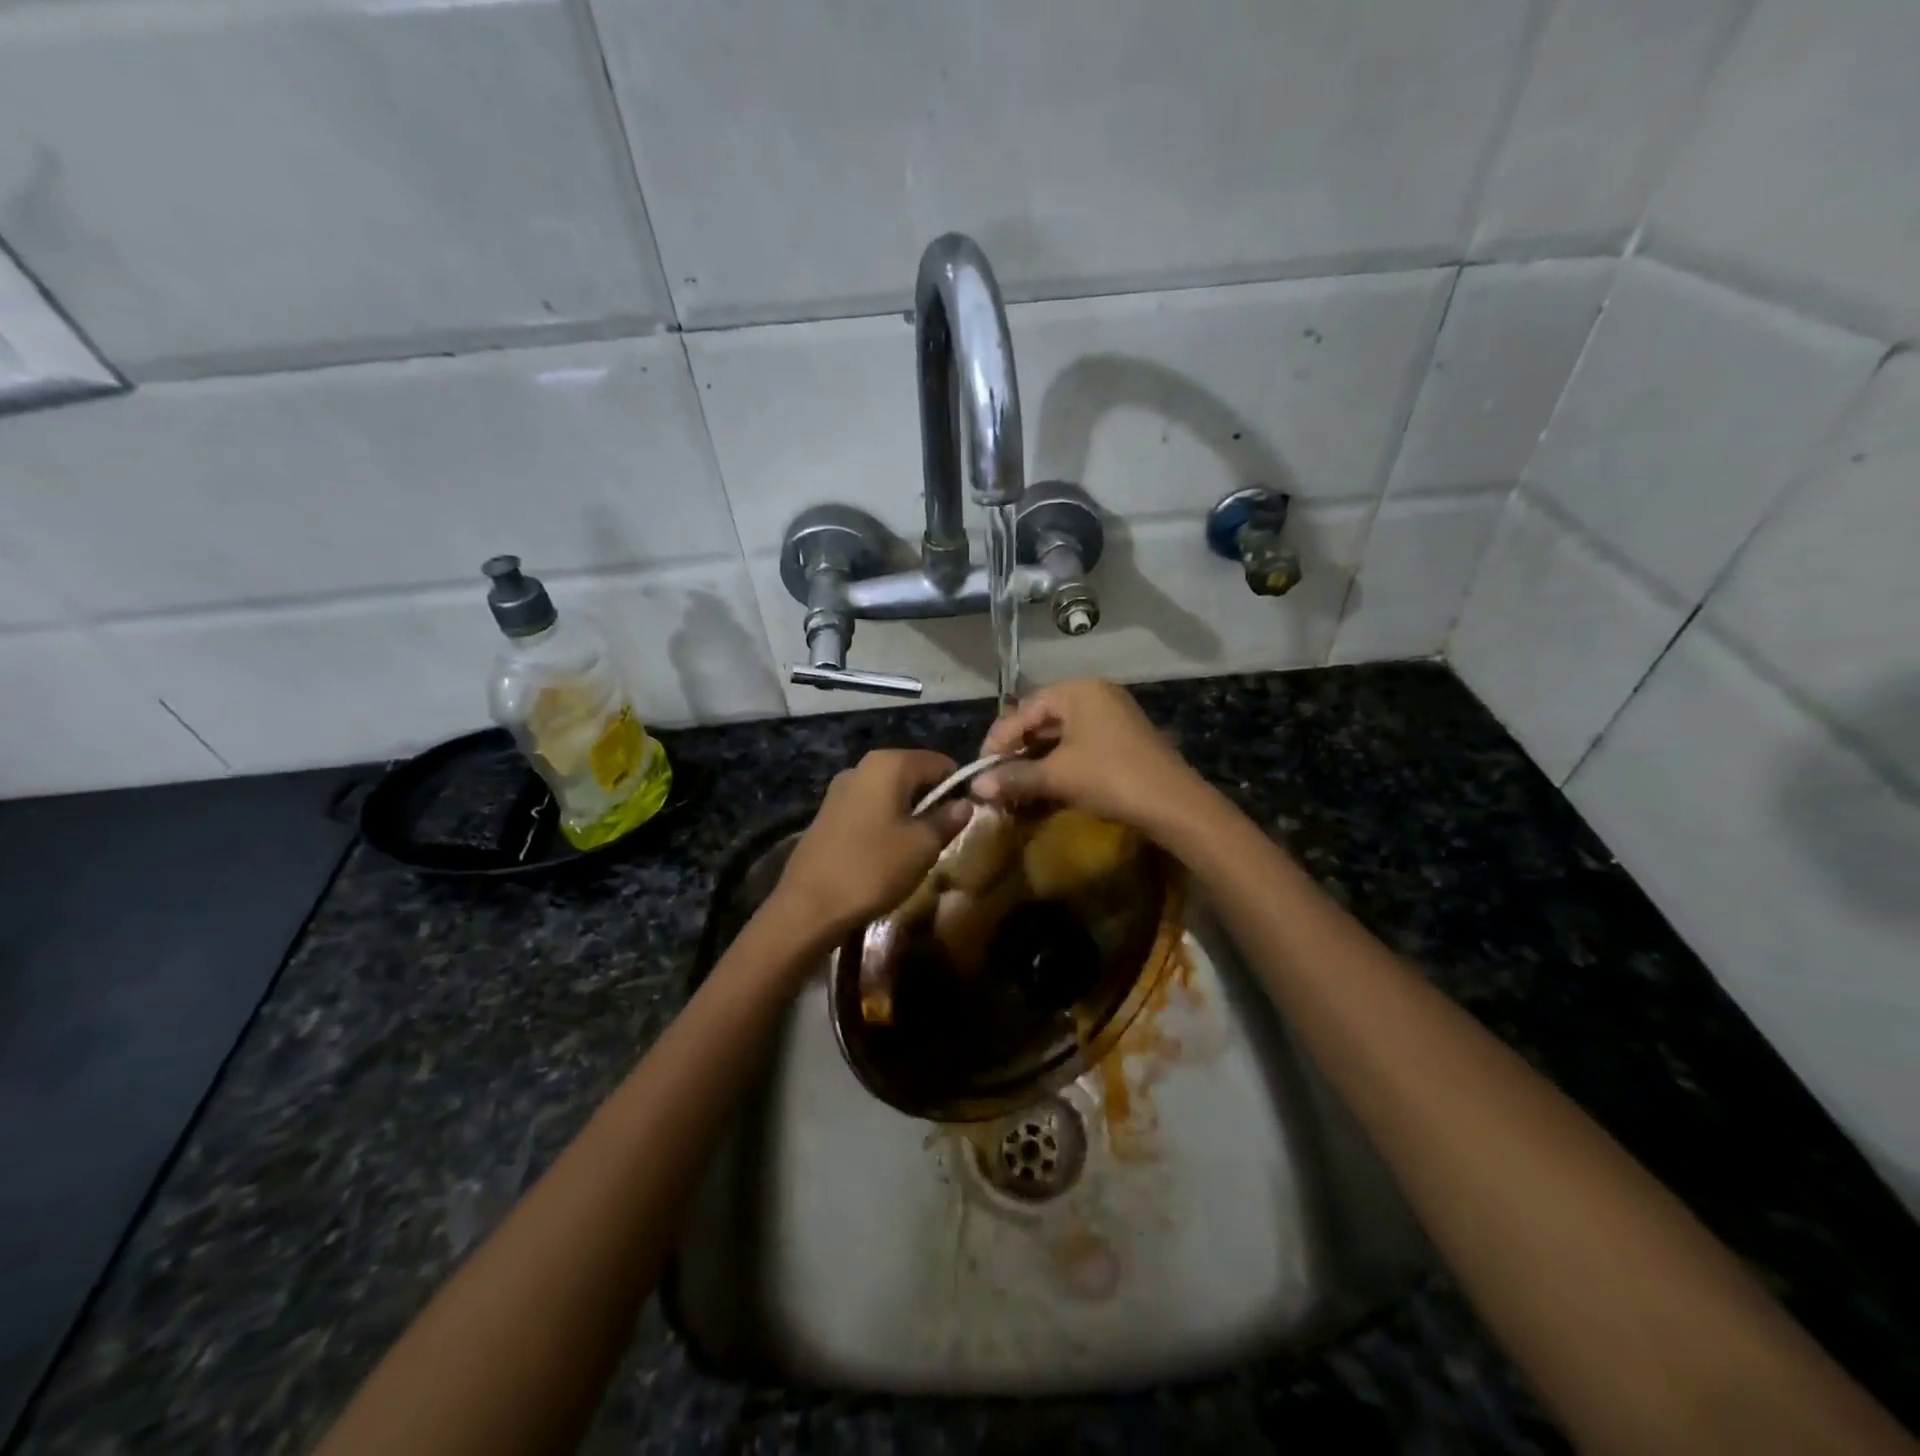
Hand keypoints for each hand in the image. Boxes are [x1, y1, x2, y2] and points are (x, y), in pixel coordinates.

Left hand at [771, 749, 972, 941]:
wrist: (809, 906)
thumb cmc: (874, 868)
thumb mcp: (923, 846)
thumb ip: (948, 819)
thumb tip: (965, 803)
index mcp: (889, 764)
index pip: (940, 762)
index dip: (958, 786)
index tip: (967, 815)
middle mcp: (862, 766)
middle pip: (912, 774)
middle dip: (932, 799)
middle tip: (943, 834)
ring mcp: (840, 789)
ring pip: (889, 792)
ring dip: (908, 813)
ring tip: (916, 847)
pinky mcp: (826, 813)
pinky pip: (868, 808)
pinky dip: (884, 822)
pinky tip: (886, 852)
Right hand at [975, 679, 1210, 837]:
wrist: (1174, 805)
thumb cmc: (1110, 777)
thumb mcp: (1057, 776)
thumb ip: (1014, 777)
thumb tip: (975, 788)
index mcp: (1077, 691)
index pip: (1023, 710)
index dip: (998, 740)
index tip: (980, 769)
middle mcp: (1094, 695)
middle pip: (1041, 720)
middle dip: (1016, 752)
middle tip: (995, 778)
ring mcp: (1112, 717)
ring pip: (1060, 736)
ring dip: (1036, 762)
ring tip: (1015, 786)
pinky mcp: (1122, 741)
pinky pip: (1079, 747)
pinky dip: (1059, 766)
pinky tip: (1045, 788)